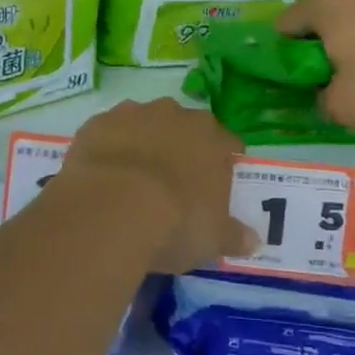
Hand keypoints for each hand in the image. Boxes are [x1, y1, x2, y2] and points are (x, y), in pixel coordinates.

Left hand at [60, 99, 255, 272]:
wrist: (112, 208)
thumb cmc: (175, 223)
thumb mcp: (212, 239)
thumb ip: (235, 236)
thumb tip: (254, 241)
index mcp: (212, 138)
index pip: (228, 143)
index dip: (224, 162)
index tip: (218, 184)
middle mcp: (176, 115)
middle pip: (186, 127)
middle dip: (182, 148)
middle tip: (174, 183)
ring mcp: (135, 114)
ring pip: (146, 123)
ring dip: (144, 142)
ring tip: (134, 178)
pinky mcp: (99, 122)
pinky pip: (109, 131)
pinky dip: (110, 147)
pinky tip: (103, 174)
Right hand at [279, 0, 354, 128]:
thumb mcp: (345, 107)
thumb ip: (322, 103)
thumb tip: (325, 95)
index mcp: (317, 5)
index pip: (282, 30)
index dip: (286, 60)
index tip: (304, 85)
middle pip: (319, 23)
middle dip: (325, 53)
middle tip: (339, 85)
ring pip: (353, 21)